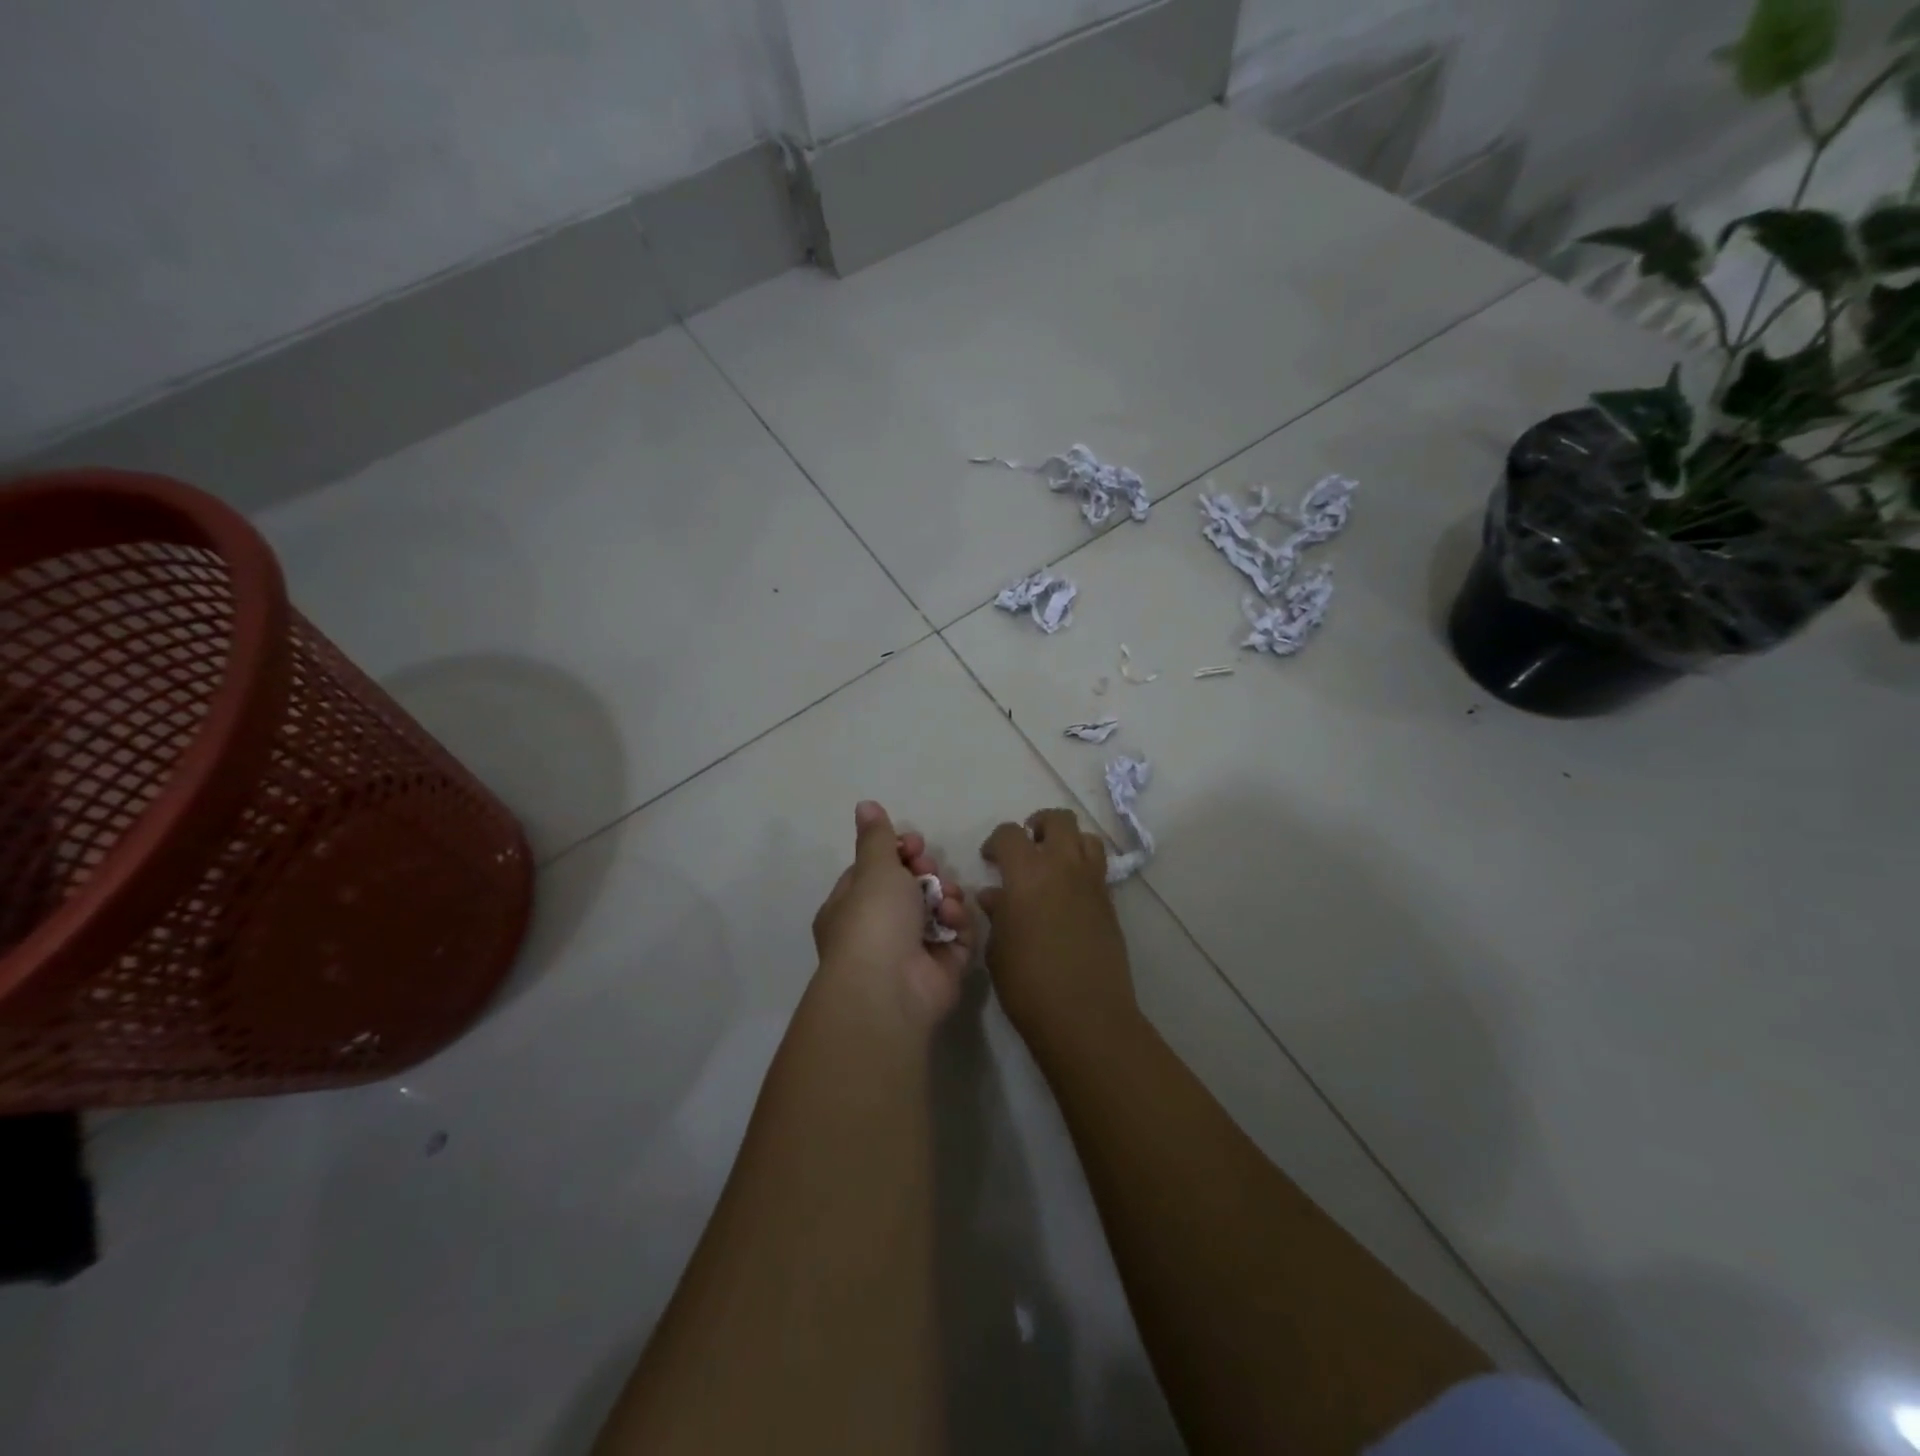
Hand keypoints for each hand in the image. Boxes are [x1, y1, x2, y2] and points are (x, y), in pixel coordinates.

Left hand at [812, 801, 974, 1025]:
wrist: (890, 988)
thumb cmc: (873, 920)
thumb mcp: (874, 869)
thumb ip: (877, 837)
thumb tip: (864, 804)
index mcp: (850, 907)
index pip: (876, 871)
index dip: (898, 853)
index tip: (915, 844)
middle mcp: (879, 930)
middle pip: (910, 888)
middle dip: (926, 873)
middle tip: (929, 869)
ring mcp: (911, 951)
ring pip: (937, 909)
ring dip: (945, 895)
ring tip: (945, 897)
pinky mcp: (942, 968)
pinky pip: (956, 935)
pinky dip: (957, 923)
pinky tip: (952, 919)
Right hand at [980, 808, 1136, 1053]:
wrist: (1085, 1016)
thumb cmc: (1028, 983)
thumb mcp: (998, 948)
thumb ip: (997, 913)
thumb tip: (995, 895)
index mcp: (1027, 873)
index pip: (1010, 834)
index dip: (996, 841)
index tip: (989, 860)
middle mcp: (1064, 867)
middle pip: (1058, 820)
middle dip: (1039, 826)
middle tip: (1026, 848)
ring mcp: (1092, 883)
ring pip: (1087, 838)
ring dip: (1068, 842)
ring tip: (1052, 865)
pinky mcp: (1110, 903)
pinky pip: (1098, 868)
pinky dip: (1082, 868)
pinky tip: (1067, 895)